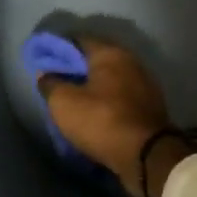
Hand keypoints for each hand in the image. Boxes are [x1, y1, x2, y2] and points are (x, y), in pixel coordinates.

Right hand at [38, 37, 194, 196]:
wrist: (147, 156)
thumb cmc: (102, 121)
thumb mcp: (64, 103)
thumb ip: (51, 84)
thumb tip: (45, 74)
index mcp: (110, 53)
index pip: (79, 40)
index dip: (59, 48)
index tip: (45, 61)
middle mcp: (130, 61)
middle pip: (97, 59)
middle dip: (77, 69)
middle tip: (58, 82)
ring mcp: (144, 84)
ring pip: (111, 79)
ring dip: (94, 87)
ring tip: (75, 100)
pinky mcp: (150, 106)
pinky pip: (122, 97)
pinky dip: (108, 101)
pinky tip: (96, 113)